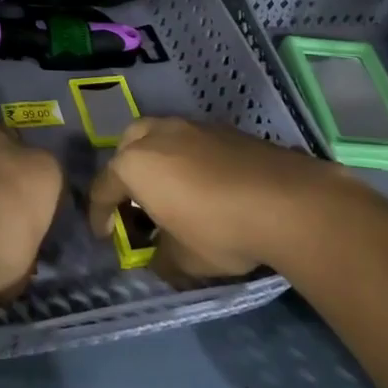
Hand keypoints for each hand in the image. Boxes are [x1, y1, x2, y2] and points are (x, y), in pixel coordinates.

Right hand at [88, 118, 357, 282]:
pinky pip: (192, 141)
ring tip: (172, 189)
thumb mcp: (182, 260)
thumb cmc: (219, 230)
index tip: (105, 236)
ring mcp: (192, 127)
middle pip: (128, 148)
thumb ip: (160, 257)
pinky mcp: (224, 129)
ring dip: (158, 160)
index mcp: (134, 164)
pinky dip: (188, 159)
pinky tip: (205, 183)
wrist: (287, 202)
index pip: (103, 189)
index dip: (100, 215)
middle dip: (126, 173)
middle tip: (136, 201)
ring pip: (160, 136)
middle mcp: (157, 135)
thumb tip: (157, 255)